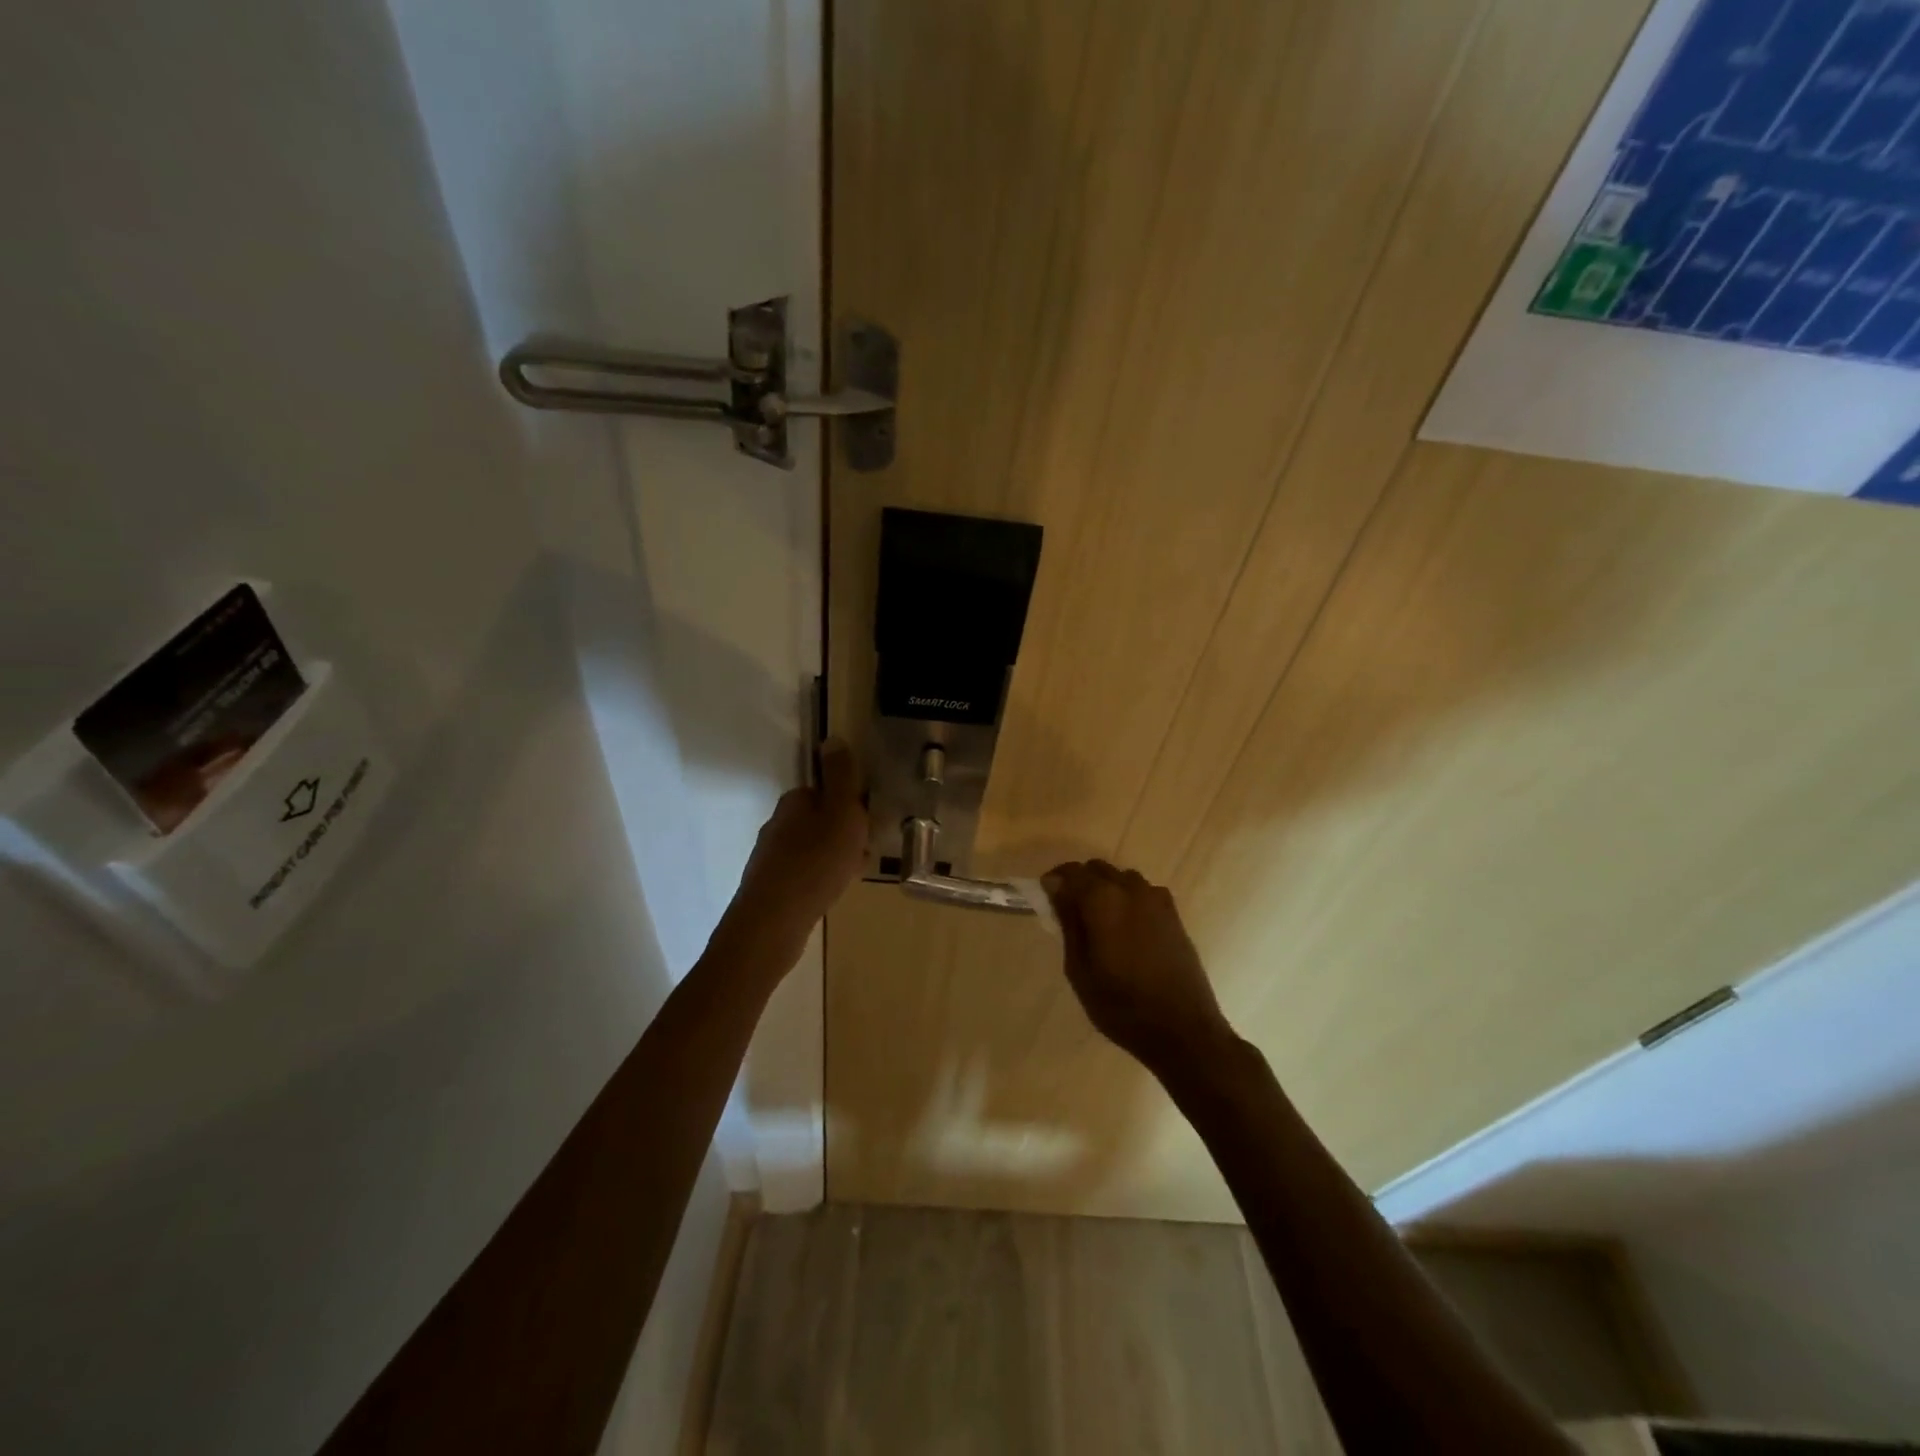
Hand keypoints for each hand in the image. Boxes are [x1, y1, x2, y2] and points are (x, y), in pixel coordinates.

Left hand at [726, 739, 867, 948]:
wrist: (774, 922)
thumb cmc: (815, 862)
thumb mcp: (841, 813)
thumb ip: (840, 777)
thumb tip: (832, 738)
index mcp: (794, 803)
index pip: (825, 792)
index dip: (849, 805)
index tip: (866, 823)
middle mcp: (777, 825)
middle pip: (819, 820)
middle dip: (843, 833)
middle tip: (864, 851)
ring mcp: (770, 858)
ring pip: (812, 848)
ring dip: (834, 857)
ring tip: (852, 875)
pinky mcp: (770, 887)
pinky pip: (804, 874)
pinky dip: (820, 878)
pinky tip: (830, 893)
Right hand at [1042, 860, 1235, 1078]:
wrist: (1183, 1030)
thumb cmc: (1121, 1005)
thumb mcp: (1079, 968)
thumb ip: (1068, 922)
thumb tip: (1056, 888)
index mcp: (1104, 900)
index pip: (1071, 873)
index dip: (1055, 881)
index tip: (1046, 899)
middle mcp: (1132, 889)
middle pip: (1098, 869)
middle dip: (1080, 883)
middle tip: (1068, 913)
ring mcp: (1157, 900)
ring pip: (1122, 878)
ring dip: (1106, 889)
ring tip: (1098, 922)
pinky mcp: (1174, 915)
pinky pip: (1143, 893)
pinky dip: (1128, 900)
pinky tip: (1125, 930)